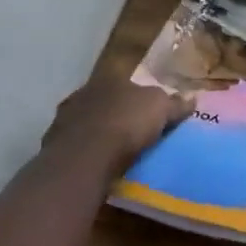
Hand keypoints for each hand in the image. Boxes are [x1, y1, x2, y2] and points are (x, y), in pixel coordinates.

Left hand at [40, 73, 194, 187]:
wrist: (85, 156)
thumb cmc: (127, 123)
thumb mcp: (161, 109)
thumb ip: (175, 104)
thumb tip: (192, 98)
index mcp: (109, 81)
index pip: (127, 85)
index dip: (139, 98)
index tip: (149, 113)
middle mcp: (83, 94)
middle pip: (105, 102)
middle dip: (116, 113)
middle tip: (132, 132)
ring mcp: (64, 119)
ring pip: (86, 123)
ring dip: (98, 133)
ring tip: (114, 151)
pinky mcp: (53, 146)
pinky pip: (75, 146)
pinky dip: (85, 152)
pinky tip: (96, 164)